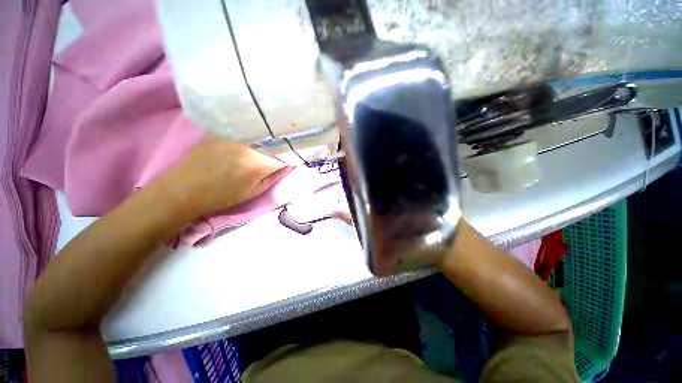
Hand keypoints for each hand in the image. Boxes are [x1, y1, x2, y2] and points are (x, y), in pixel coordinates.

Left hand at [164, 135, 290, 215]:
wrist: (184, 189)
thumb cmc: (221, 196)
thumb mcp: (253, 192)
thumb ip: (272, 177)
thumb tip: (286, 166)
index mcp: (256, 163)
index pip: (282, 157)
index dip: (286, 160)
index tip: (287, 163)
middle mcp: (247, 145)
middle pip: (271, 144)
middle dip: (276, 150)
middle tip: (275, 157)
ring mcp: (232, 136)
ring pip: (258, 136)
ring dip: (264, 142)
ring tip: (261, 149)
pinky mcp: (220, 131)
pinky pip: (243, 131)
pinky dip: (250, 136)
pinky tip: (246, 142)